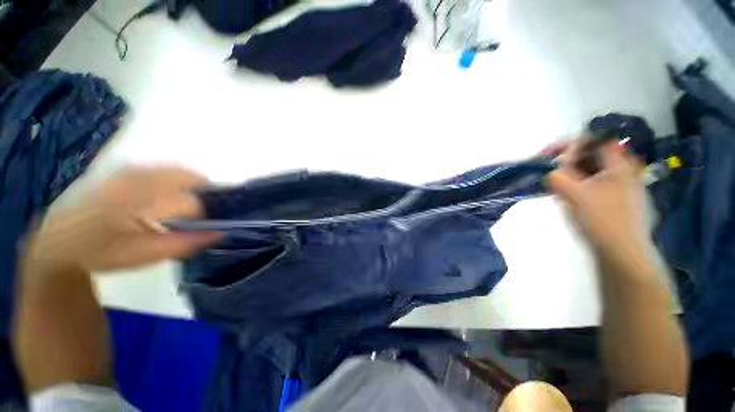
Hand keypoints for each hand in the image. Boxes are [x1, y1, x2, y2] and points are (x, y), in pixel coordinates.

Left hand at [25, 166, 219, 271]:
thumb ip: (183, 244)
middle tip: (206, 212)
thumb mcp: (142, 256)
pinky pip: (164, 168)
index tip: (203, 228)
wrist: (59, 240)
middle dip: (203, 193)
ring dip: (193, 185)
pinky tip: (175, 194)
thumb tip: (221, 232)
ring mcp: (129, 170)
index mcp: (134, 202)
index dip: (202, 217)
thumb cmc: (101, 253)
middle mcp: (133, 179)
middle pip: (186, 177)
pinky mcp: (126, 170)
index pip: (188, 203)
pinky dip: (179, 178)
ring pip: (177, 170)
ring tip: (193, 204)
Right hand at [543, 139, 647, 259]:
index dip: (568, 145)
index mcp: (618, 165)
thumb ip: (558, 177)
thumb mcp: (574, 195)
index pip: (592, 141)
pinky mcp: (613, 198)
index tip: (546, 155)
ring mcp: (619, 185)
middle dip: (566, 160)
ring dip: (569, 174)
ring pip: (589, 170)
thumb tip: (550, 170)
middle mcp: (622, 170)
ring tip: (555, 186)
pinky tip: (567, 196)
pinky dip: (576, 185)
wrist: (621, 252)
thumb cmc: (601, 220)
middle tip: (548, 171)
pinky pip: (591, 183)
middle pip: (590, 155)